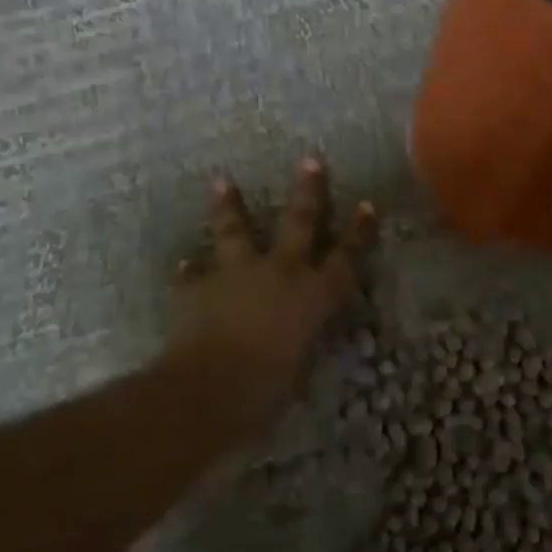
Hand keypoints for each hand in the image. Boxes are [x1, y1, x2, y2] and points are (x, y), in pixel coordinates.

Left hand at [167, 157, 377, 436]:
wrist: (208, 389)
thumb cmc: (266, 391)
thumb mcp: (298, 372)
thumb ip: (301, 347)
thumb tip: (300, 343)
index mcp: (312, 296)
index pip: (345, 259)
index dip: (358, 234)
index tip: (367, 206)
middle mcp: (280, 273)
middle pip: (299, 223)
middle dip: (308, 191)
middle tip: (310, 160)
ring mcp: (238, 274)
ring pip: (236, 230)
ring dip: (230, 206)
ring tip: (221, 180)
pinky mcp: (200, 287)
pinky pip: (193, 275)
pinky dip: (190, 271)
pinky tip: (184, 264)